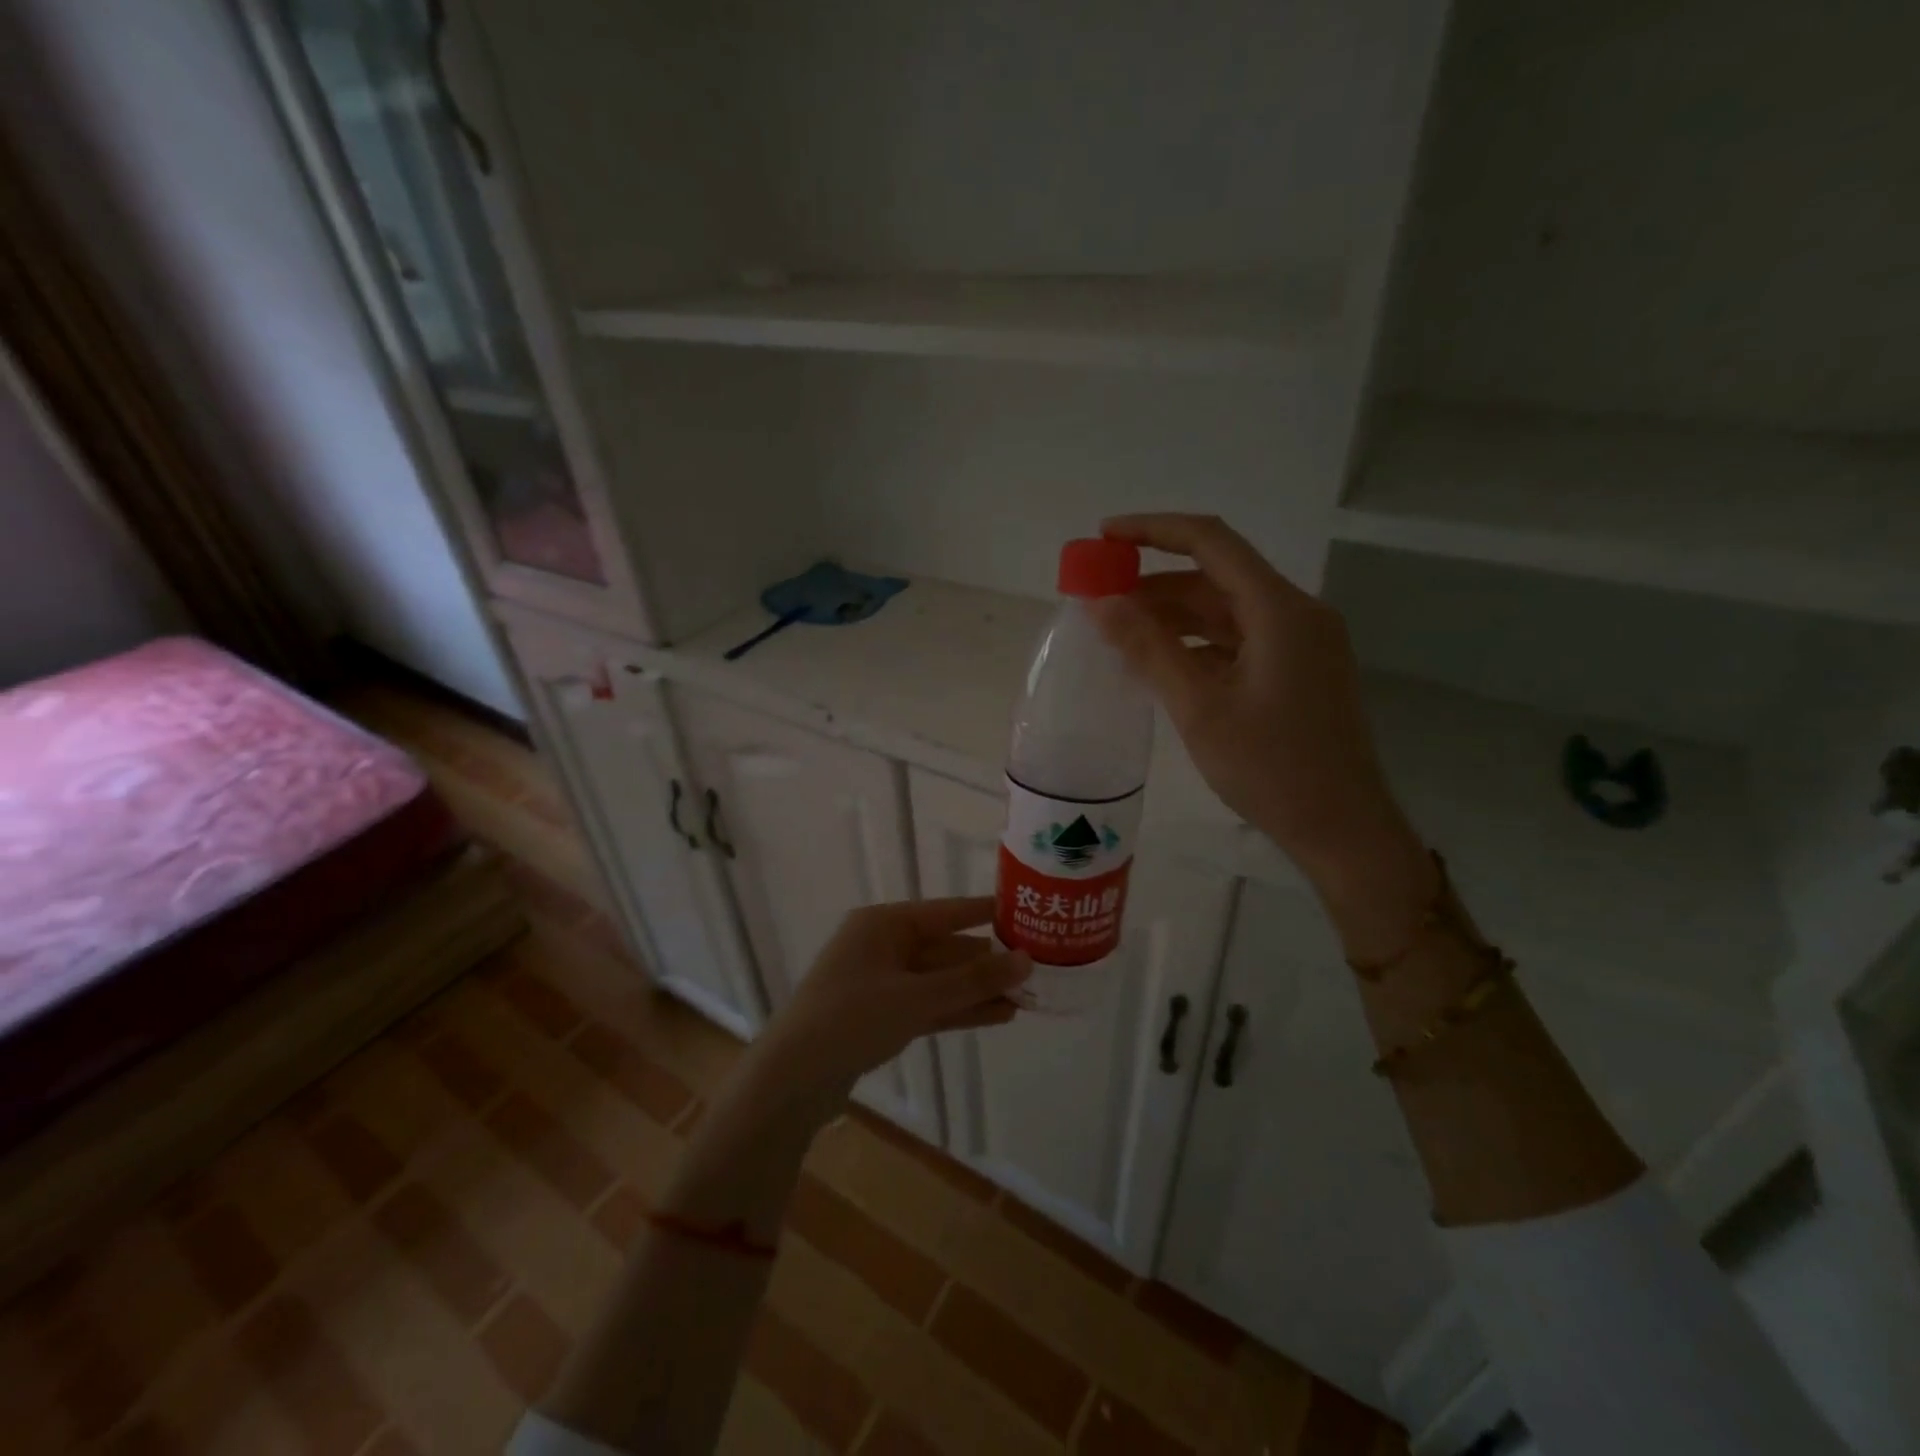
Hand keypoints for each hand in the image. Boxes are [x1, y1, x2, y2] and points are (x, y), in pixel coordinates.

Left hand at [751, 898, 1029, 1100]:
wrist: (791, 1079)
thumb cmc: (851, 1019)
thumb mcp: (916, 997)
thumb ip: (972, 981)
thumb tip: (1026, 961)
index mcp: (884, 924)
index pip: (947, 911)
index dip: (987, 913)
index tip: (1027, 912)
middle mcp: (883, 945)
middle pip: (946, 947)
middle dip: (988, 961)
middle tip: (1037, 968)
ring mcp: (880, 982)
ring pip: (940, 980)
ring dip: (978, 989)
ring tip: (1027, 997)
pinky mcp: (881, 1015)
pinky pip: (928, 1004)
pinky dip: (958, 1009)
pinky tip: (997, 1016)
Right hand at [1089, 514, 1434, 947]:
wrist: (1342, 828)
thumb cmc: (1271, 768)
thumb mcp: (1199, 707)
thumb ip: (1149, 648)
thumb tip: (1100, 602)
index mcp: (1280, 610)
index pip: (1212, 542)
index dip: (1154, 530)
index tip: (1103, 536)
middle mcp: (1296, 614)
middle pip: (1217, 576)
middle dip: (1155, 582)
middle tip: (1099, 597)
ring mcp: (1300, 643)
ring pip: (1225, 611)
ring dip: (1172, 615)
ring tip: (1117, 633)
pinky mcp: (1296, 671)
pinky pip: (1237, 640)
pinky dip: (1195, 643)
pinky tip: (1158, 662)